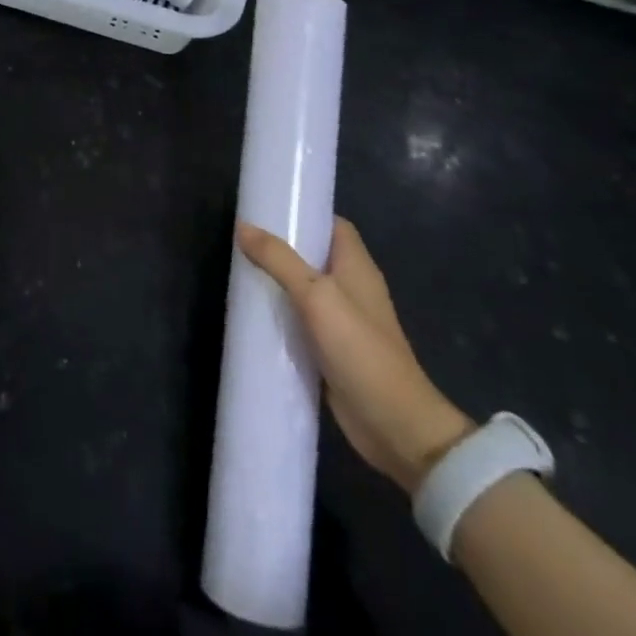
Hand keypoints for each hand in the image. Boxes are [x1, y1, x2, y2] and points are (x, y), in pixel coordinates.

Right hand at [238, 218, 473, 494]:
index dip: (305, 214)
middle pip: (315, 256)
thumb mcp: (316, 297)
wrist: (395, 425)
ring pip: (306, 290)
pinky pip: (302, 322)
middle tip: (243, 242)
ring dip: (278, 283)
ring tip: (240, 273)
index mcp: (357, 267)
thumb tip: (243, 227)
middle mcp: (352, 289)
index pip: (334, 225)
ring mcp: (344, 322)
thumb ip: (279, 261)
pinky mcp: (333, 350)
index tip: (270, 209)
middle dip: (282, 248)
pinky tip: (255, 316)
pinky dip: (282, 316)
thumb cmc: (360, 349)